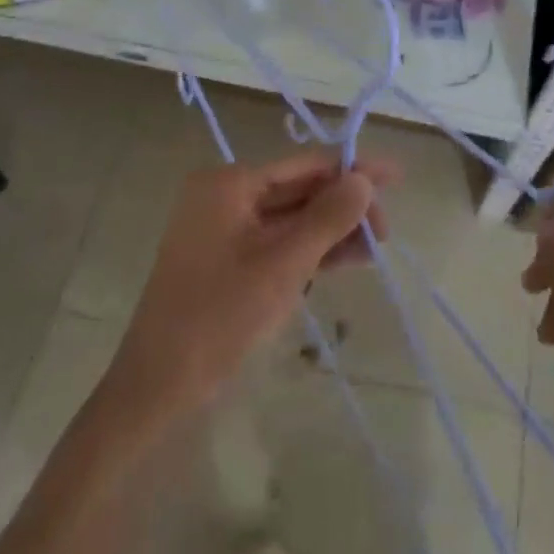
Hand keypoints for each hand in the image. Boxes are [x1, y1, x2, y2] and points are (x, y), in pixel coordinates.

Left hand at [111, 152, 395, 416]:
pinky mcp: (230, 261)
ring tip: (379, 245)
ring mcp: (226, 230)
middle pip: (300, 190)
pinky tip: (349, 258)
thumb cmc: (218, 317)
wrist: (157, 388)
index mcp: (230, 183)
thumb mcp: (282, 265)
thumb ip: (327, 218)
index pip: (305, 165)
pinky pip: (280, 243)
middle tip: (387, 230)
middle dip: (345, 206)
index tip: (396, 175)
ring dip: (334, 230)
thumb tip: (365, 179)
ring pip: (293, 219)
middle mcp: (226, 196)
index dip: (353, 169)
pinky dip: (312, 250)